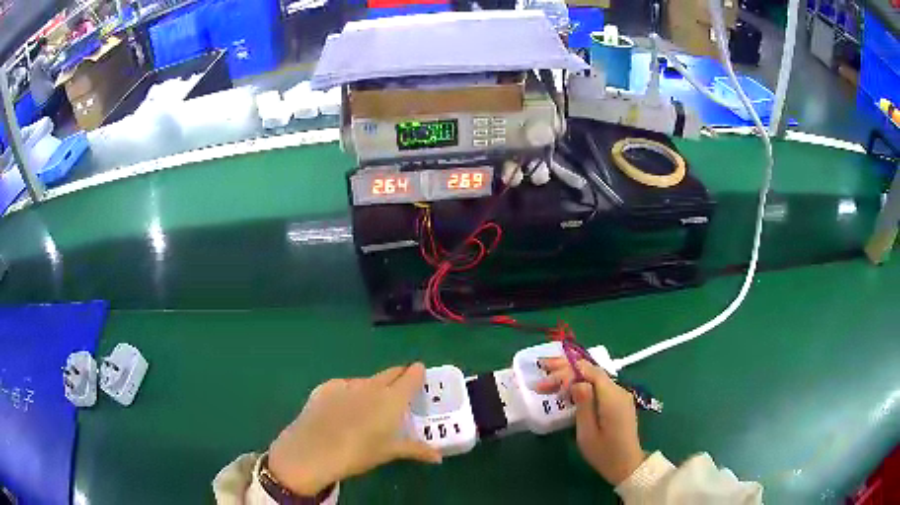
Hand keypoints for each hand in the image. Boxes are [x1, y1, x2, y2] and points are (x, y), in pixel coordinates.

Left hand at [268, 363, 441, 495]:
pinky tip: (344, 407)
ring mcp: (346, 384)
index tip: (421, 374)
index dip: (418, 373)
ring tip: (371, 403)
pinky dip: (350, 392)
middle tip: (402, 387)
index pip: (411, 376)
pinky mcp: (325, 387)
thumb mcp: (390, 452)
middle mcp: (371, 386)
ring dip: (374, 387)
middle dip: (399, 376)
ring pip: (367, 380)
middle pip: (390, 373)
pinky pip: (344, 386)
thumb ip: (416, 450)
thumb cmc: (359, 453)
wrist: (313, 450)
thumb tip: (438, 457)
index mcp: (392, 399)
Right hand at [535, 358, 644, 485]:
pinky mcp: (618, 402)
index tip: (546, 378)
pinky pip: (598, 386)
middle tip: (543, 366)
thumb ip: (583, 404)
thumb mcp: (587, 432)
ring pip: (594, 378)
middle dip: (567, 368)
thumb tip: (576, 383)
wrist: (627, 465)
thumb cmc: (603, 452)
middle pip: (592, 371)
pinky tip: (567, 389)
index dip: (567, 370)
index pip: (590, 372)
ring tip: (550, 378)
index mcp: (612, 397)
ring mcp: (621, 395)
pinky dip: (581, 384)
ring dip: (572, 375)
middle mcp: (619, 390)